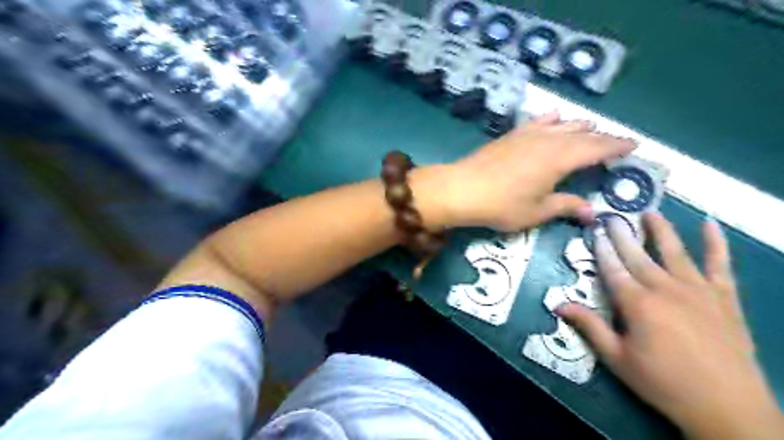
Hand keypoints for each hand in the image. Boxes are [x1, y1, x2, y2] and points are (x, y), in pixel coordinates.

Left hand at [441, 111, 635, 231]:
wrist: (463, 188)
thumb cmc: (502, 204)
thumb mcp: (537, 212)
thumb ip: (566, 207)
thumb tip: (592, 213)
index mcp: (561, 159)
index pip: (597, 148)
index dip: (617, 146)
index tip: (634, 145)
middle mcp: (549, 140)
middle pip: (582, 134)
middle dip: (602, 137)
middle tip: (617, 141)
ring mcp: (528, 134)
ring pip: (562, 125)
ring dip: (579, 126)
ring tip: (590, 128)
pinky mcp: (511, 135)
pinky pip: (537, 121)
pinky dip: (551, 119)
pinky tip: (554, 117)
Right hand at [558, 212, 783, 436]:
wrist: (728, 409)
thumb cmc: (663, 383)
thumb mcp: (617, 358)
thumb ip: (589, 326)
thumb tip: (557, 304)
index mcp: (638, 303)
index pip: (613, 268)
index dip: (601, 249)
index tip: (593, 231)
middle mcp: (666, 288)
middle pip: (638, 255)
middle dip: (622, 234)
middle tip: (611, 216)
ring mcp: (698, 290)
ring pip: (674, 252)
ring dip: (660, 230)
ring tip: (650, 212)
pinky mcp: (725, 298)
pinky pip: (720, 264)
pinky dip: (716, 243)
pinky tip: (710, 225)